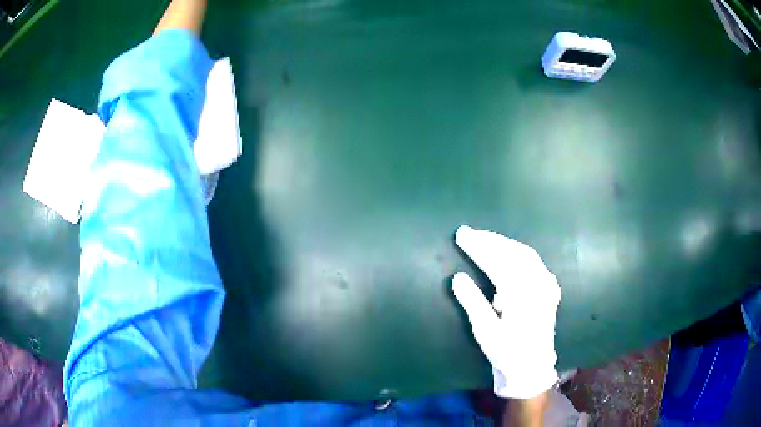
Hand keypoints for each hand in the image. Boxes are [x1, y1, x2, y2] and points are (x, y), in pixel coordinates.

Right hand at [452, 225, 560, 398]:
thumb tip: (458, 277)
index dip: (479, 247)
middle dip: (491, 240)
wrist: (532, 368)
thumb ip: (473, 302)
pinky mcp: (549, 289)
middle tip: (469, 233)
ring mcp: (547, 286)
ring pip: (526, 254)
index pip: (498, 262)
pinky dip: (518, 253)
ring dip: (503, 244)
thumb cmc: (507, 352)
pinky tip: (509, 253)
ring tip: (484, 239)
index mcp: (523, 295)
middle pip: (514, 253)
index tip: (462, 235)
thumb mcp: (485, 331)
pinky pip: (534, 262)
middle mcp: (539, 285)